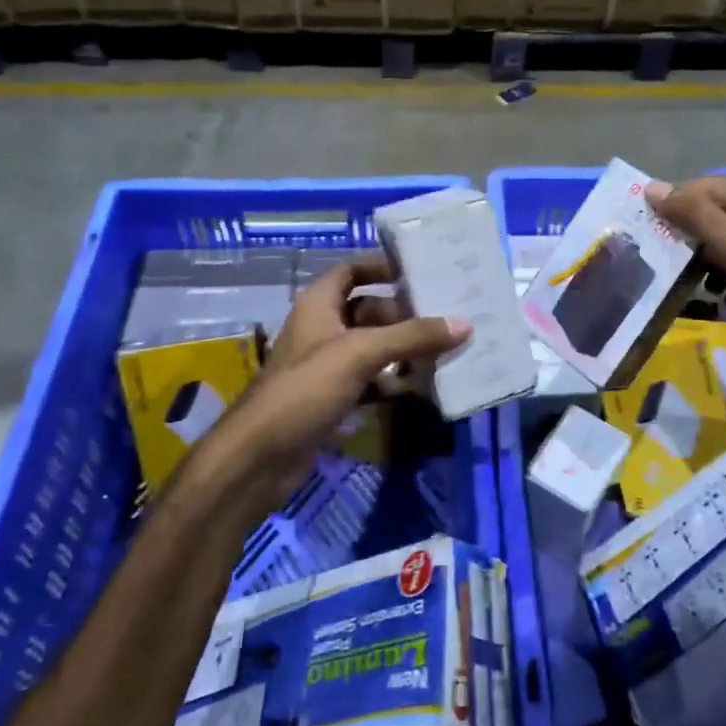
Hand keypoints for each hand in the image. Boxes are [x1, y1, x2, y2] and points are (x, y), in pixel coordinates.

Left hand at [189, 255, 468, 517]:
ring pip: (371, 347)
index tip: (419, 272)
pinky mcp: (331, 398)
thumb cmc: (306, 389)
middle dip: (404, 314)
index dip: (381, 267)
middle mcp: (321, 329)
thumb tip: (464, 324)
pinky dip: (392, 381)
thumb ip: (411, 337)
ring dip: (402, 349)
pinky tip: (420, 387)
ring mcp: (325, 366)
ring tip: (444, 350)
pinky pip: (369, 380)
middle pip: (368, 310)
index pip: (351, 271)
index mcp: (319, 305)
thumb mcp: (360, 354)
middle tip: (446, 317)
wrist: (260, 457)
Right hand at [650, 176, 725, 346]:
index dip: (677, 204)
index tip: (647, 227)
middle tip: (661, 258)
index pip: (710, 186)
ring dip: (707, 261)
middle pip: (720, 214)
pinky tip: (719, 300)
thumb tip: (653, 188)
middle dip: (692, 236)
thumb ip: (695, 216)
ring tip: (686, 282)